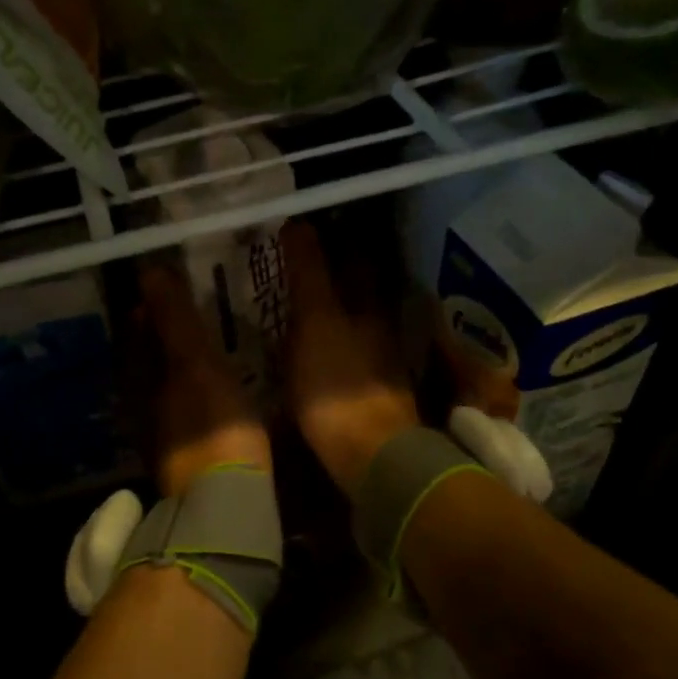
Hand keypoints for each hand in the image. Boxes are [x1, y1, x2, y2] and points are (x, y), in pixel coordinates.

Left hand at [138, 263, 270, 495]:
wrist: (223, 503)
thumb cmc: (211, 425)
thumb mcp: (195, 364)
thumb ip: (174, 319)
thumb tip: (149, 271)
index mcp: (139, 380)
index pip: (136, 332)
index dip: (151, 307)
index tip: (174, 286)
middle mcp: (141, 406)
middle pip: (147, 360)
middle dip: (164, 335)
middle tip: (195, 310)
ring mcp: (161, 434)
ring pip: (164, 386)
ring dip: (180, 364)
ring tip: (209, 345)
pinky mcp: (184, 456)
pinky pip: (184, 409)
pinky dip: (194, 391)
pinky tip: (216, 390)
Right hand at [281, 222, 420, 496]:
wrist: (371, 455)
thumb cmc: (336, 385)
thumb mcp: (315, 323)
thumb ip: (309, 274)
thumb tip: (298, 223)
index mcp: (366, 306)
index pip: (351, 260)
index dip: (328, 243)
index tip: (301, 231)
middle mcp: (379, 327)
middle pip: (358, 290)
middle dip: (334, 274)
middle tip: (297, 265)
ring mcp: (380, 362)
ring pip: (357, 321)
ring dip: (335, 309)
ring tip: (302, 305)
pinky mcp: (374, 393)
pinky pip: (352, 354)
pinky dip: (336, 343)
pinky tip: (318, 351)